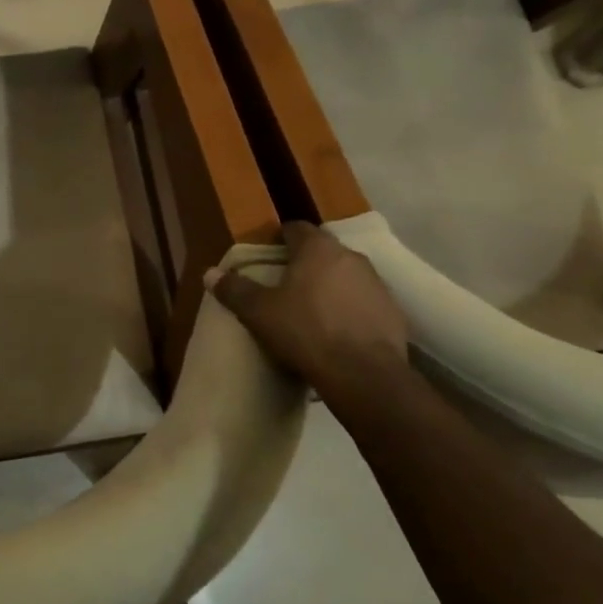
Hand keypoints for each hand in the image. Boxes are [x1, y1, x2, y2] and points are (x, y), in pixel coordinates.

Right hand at [207, 221, 409, 399]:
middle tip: (284, 284)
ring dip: (330, 285)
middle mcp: (351, 257)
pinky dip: (350, 309)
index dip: (280, 238)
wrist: (363, 374)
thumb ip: (234, 290)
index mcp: (318, 249)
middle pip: (323, 251)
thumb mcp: (258, 312)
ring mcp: (376, 284)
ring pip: (346, 275)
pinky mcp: (392, 311)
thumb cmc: (305, 332)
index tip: (267, 255)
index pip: (296, 228)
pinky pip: (364, 301)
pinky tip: (337, 331)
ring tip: (311, 309)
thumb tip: (210, 273)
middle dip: (305, 263)